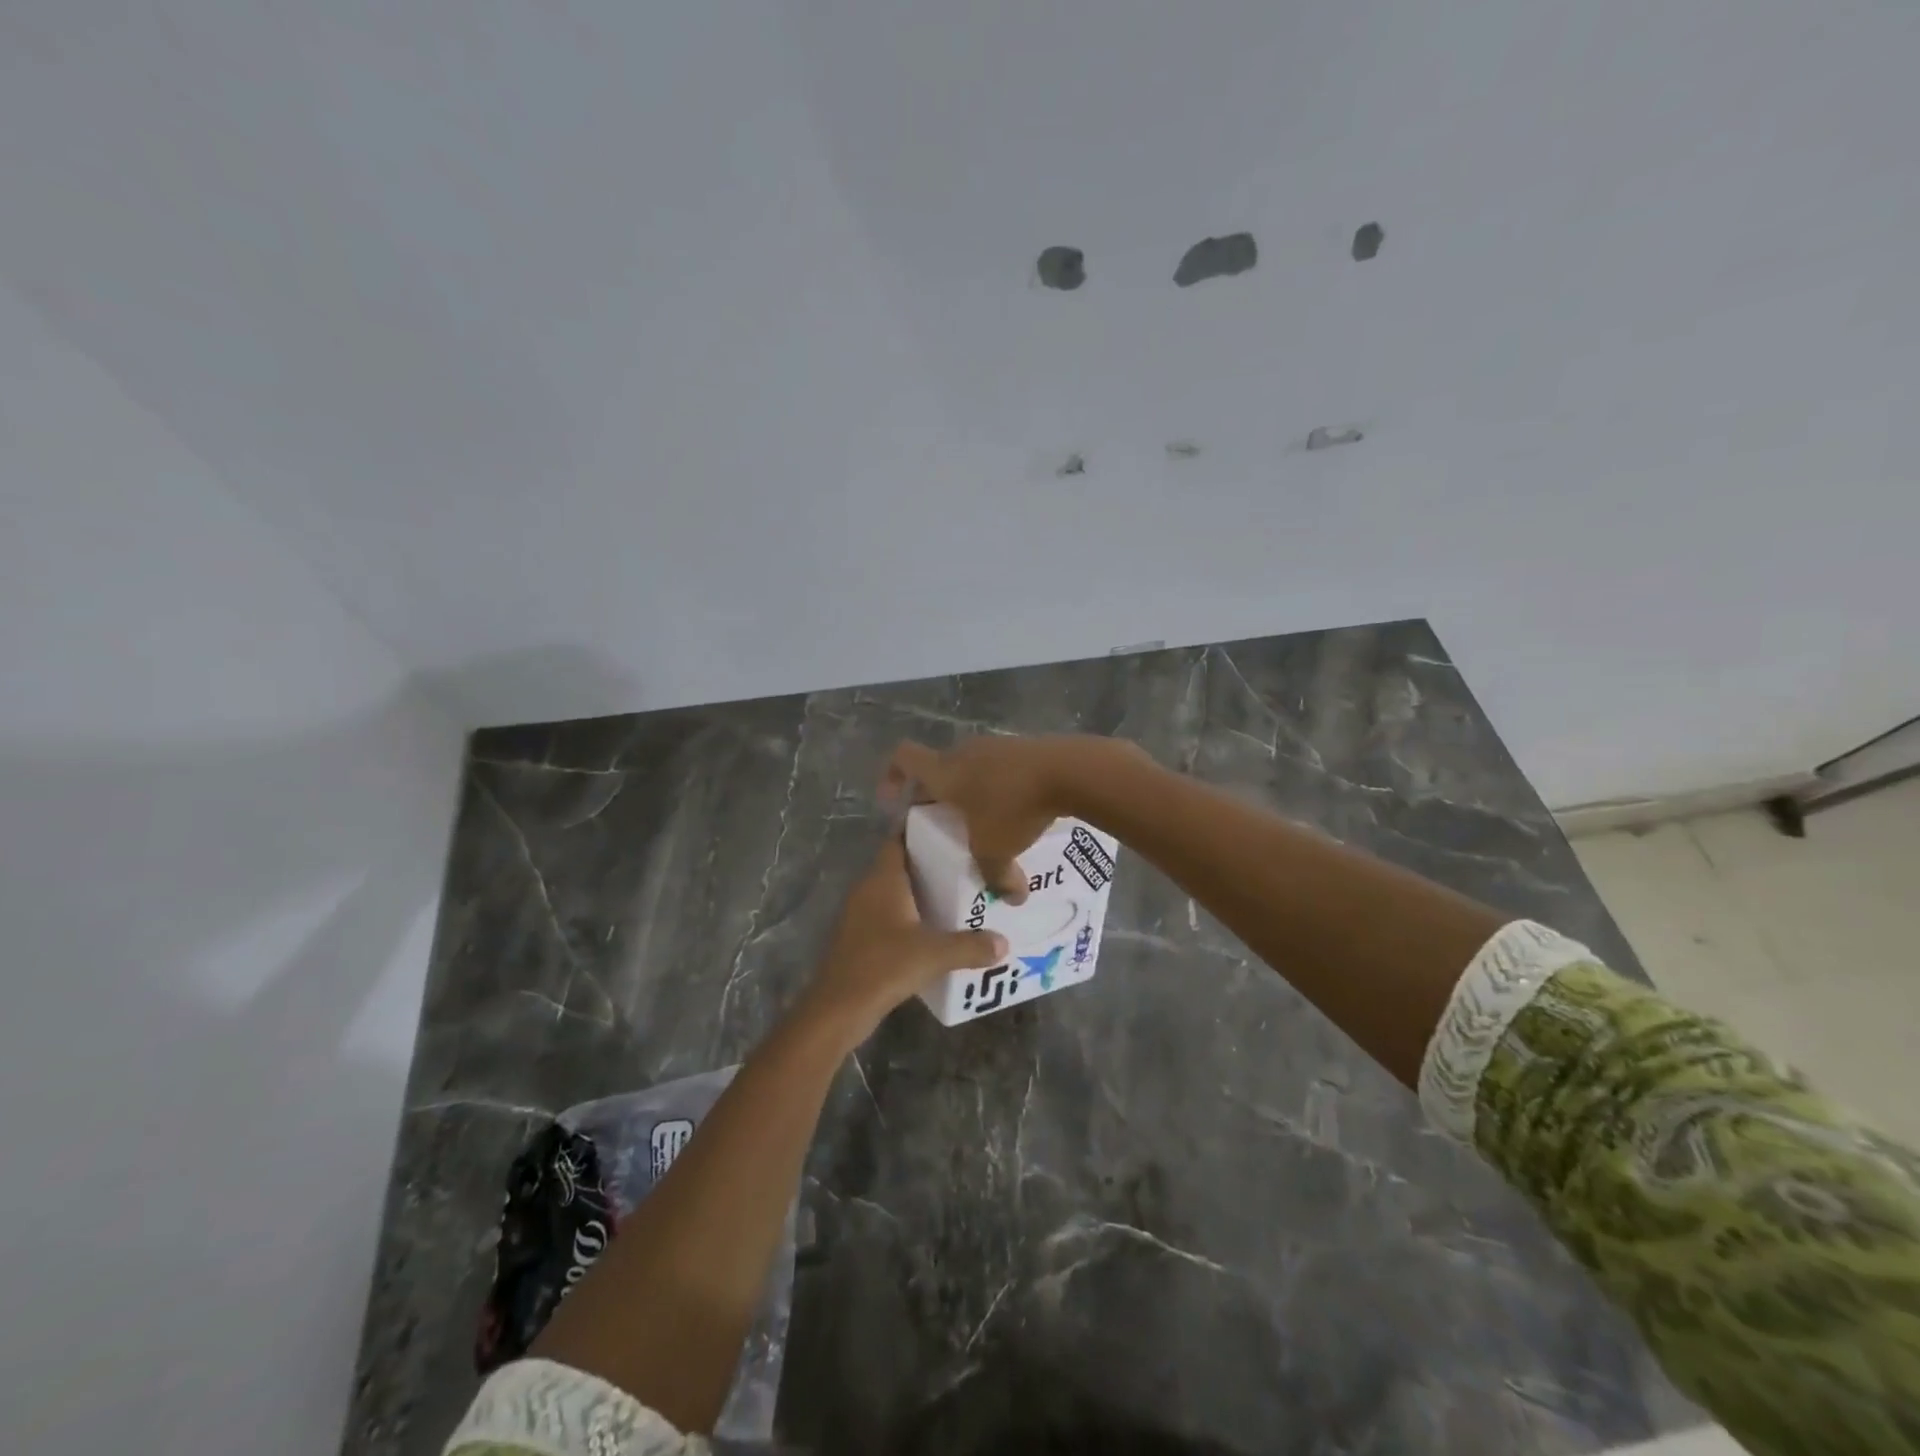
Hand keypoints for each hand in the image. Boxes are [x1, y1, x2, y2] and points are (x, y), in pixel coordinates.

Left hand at [805, 837, 1007, 1037]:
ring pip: (896, 891)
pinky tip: (935, 929)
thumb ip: (971, 946)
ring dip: (922, 892)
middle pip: (901, 864)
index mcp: (883, 879)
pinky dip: (911, 915)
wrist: (838, 1008)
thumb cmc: (884, 966)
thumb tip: (1004, 943)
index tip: (952, 829)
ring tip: (959, 895)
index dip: (923, 830)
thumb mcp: (934, 955)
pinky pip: (890, 914)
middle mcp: (869, 888)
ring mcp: (861, 913)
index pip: (899, 838)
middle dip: (931, 863)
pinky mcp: (860, 937)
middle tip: (968, 864)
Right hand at [883, 736, 1135, 902]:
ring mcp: (995, 746)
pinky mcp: (1022, 748)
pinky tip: (1015, 809)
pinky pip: (998, 767)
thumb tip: (1013, 898)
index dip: (892, 776)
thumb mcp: (998, 849)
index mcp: (945, 771)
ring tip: (981, 821)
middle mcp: (964, 752)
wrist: (1069, 770)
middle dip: (936, 796)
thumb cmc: (1016, 807)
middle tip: (942, 824)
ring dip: (969, 791)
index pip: (903, 757)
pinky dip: (997, 785)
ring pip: (970, 768)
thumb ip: (997, 877)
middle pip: (937, 768)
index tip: (894, 801)